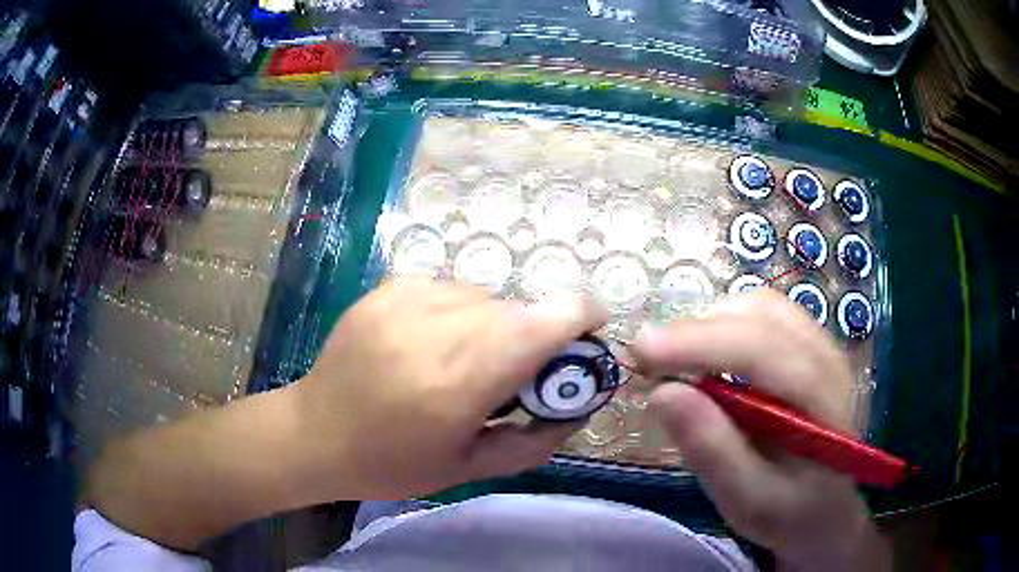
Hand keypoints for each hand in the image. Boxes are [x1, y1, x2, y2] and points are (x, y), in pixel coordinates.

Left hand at [291, 278, 605, 499]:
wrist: (314, 433)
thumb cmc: (391, 463)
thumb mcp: (471, 467)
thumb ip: (536, 438)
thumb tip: (581, 407)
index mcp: (463, 378)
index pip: (547, 319)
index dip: (582, 317)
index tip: (587, 337)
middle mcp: (439, 326)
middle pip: (519, 310)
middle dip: (533, 337)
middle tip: (512, 374)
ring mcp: (408, 298)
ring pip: (485, 297)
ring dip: (492, 326)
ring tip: (461, 361)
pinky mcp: (387, 288)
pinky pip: (448, 290)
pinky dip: (456, 313)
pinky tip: (428, 345)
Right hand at [632, 289, 890, 571]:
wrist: (825, 508)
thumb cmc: (788, 512)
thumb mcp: (746, 500)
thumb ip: (711, 450)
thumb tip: (661, 393)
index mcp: (822, 398)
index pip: (762, 349)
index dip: (700, 342)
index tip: (642, 351)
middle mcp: (827, 357)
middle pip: (760, 316)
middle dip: (697, 330)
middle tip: (648, 360)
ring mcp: (821, 345)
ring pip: (759, 307)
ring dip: (710, 324)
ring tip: (675, 360)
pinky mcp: (808, 345)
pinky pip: (763, 315)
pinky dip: (725, 326)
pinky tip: (707, 357)